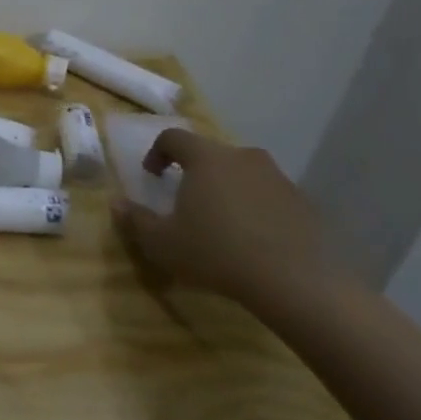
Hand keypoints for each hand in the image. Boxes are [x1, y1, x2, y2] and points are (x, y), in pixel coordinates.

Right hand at [111, 129, 326, 307]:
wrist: (297, 281)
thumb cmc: (216, 252)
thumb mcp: (162, 243)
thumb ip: (136, 220)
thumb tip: (116, 203)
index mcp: (206, 158)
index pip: (174, 138)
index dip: (157, 152)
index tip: (152, 175)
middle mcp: (242, 157)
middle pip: (212, 154)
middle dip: (196, 171)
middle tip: (187, 199)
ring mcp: (278, 178)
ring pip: (243, 174)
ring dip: (228, 190)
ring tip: (221, 222)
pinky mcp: (304, 203)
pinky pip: (270, 197)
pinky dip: (256, 209)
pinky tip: (253, 241)